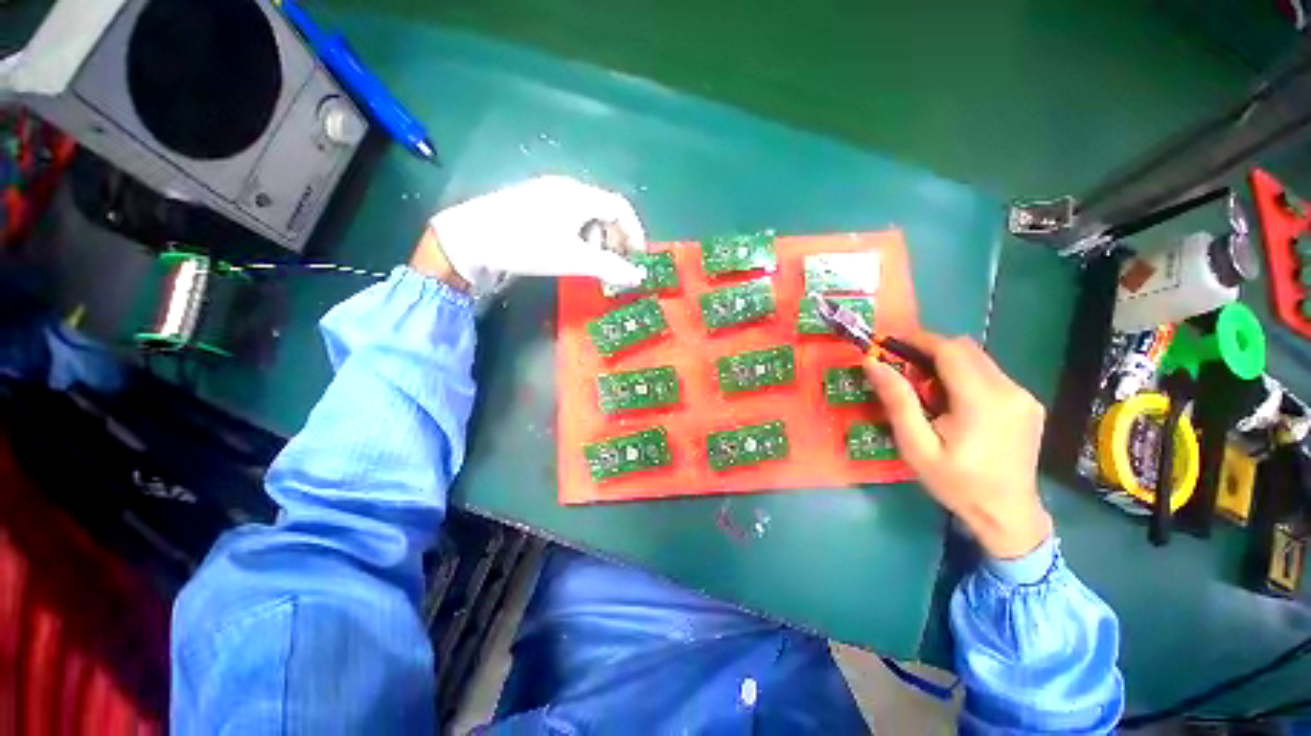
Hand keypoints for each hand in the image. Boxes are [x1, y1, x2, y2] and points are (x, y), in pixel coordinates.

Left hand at [416, 176, 647, 295]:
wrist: (470, 239)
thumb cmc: (527, 245)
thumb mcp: (573, 259)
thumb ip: (610, 268)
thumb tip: (638, 277)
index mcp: (579, 195)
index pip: (621, 207)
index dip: (635, 232)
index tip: (638, 257)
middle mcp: (566, 187)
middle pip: (605, 209)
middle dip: (615, 238)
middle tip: (614, 263)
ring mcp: (547, 193)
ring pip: (587, 214)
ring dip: (597, 239)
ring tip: (590, 261)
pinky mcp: (533, 203)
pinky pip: (569, 216)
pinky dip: (579, 235)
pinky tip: (569, 250)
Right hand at [864, 334, 1052, 559]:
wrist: (1007, 514)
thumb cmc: (955, 483)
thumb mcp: (916, 446)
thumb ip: (897, 401)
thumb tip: (873, 363)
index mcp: (982, 401)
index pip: (951, 349)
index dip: (919, 340)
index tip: (891, 344)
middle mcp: (1010, 390)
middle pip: (966, 349)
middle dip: (930, 351)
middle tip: (903, 370)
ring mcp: (1023, 396)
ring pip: (978, 360)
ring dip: (947, 364)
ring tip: (926, 392)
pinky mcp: (1027, 403)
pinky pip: (990, 375)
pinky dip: (965, 377)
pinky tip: (952, 404)